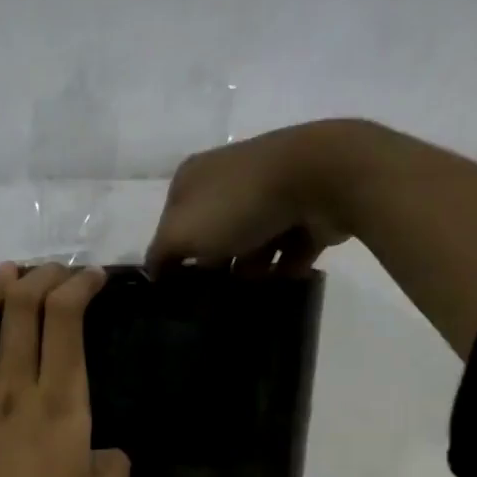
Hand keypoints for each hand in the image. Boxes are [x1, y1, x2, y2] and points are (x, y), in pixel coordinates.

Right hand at [145, 120, 369, 275]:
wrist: (321, 178)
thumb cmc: (239, 204)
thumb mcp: (181, 232)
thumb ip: (160, 254)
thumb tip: (154, 272)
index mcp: (193, 177)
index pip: (172, 223)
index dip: (173, 256)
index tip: (180, 289)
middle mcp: (229, 179)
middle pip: (213, 235)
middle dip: (215, 266)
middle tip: (215, 299)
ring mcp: (270, 192)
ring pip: (252, 243)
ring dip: (251, 272)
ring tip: (252, 297)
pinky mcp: (304, 209)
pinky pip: (289, 247)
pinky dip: (286, 267)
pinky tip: (282, 286)